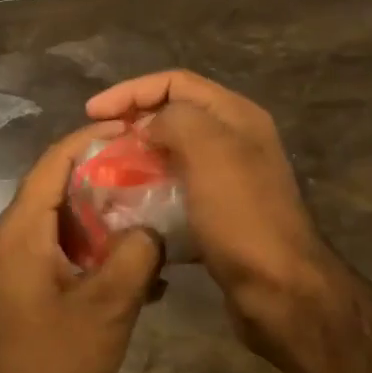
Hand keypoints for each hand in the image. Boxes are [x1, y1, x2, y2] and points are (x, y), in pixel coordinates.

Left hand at [0, 123, 165, 372]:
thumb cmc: (50, 365)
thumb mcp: (107, 307)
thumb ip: (136, 255)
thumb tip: (151, 228)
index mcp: (21, 229)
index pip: (55, 160)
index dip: (92, 137)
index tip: (133, 128)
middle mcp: (11, 239)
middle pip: (59, 188)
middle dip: (106, 177)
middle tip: (153, 172)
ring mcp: (14, 268)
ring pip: (64, 224)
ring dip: (105, 219)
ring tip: (153, 218)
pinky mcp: (23, 293)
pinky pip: (61, 255)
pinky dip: (95, 253)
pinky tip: (137, 273)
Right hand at [86, 71, 333, 359]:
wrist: (279, 290)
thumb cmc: (242, 215)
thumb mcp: (209, 150)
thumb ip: (175, 119)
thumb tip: (150, 127)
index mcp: (236, 116)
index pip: (176, 82)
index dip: (131, 90)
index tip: (92, 112)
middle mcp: (235, 141)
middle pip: (174, 116)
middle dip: (133, 124)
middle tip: (97, 142)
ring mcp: (229, 180)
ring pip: (173, 155)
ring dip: (138, 160)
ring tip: (105, 174)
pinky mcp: (219, 216)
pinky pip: (176, 192)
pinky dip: (150, 193)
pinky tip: (126, 207)